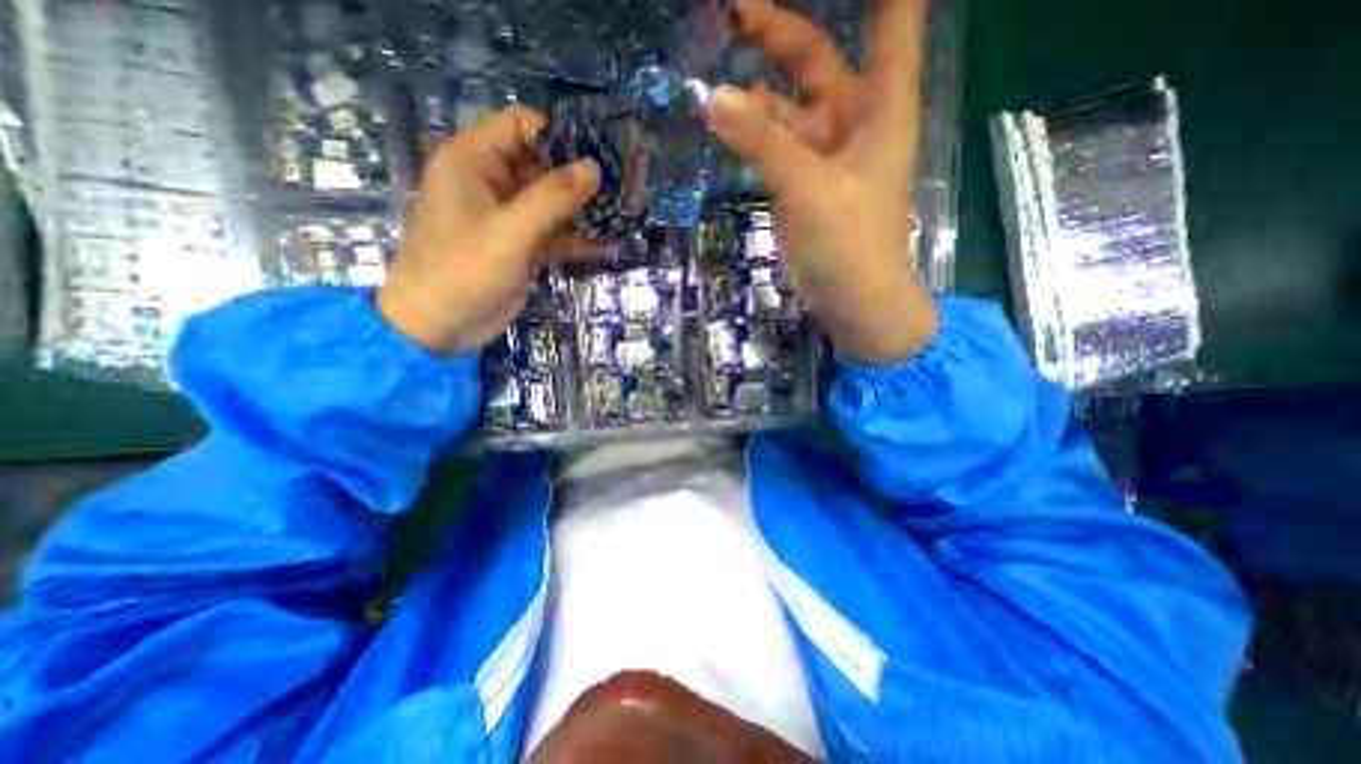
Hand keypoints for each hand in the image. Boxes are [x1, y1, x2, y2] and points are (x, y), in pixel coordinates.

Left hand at [376, 105, 598, 355]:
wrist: (440, 326)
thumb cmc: (464, 270)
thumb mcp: (511, 231)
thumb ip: (553, 198)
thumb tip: (594, 168)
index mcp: (474, 161)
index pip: (521, 125)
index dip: (559, 136)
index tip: (598, 156)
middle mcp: (491, 182)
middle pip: (542, 165)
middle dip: (578, 177)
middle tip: (619, 189)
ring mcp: (508, 217)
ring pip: (552, 201)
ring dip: (582, 210)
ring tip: (621, 214)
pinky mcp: (521, 245)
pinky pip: (553, 233)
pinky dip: (577, 239)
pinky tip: (608, 245)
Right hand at [708, 0, 944, 362]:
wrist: (853, 300)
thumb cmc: (850, 244)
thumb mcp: (810, 189)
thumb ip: (763, 143)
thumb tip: (713, 99)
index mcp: (880, 104)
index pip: (891, 15)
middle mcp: (852, 119)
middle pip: (814, 58)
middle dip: (775, 32)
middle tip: (733, 9)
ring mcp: (822, 152)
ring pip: (783, 107)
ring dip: (751, 94)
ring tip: (710, 76)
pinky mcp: (800, 182)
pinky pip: (770, 146)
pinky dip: (747, 135)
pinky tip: (721, 124)